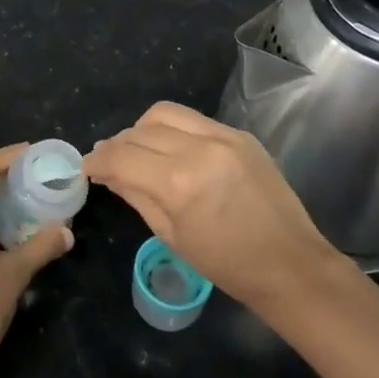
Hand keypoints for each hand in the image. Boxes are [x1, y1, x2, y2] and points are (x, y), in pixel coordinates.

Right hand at [83, 102, 340, 311]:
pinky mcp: (240, 135)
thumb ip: (136, 195)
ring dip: (142, 129)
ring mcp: (223, 137)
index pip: (121, 157)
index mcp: (178, 183)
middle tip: (109, 161)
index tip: (87, 168)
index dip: (97, 161)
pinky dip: (174, 130)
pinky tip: (173, 150)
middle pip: (139, 131)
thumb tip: (108, 172)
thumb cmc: (227, 264)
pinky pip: (194, 120)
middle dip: (117, 145)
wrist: (291, 264)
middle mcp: (199, 149)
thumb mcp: (171, 235)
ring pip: (164, 113)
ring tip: (139, 150)